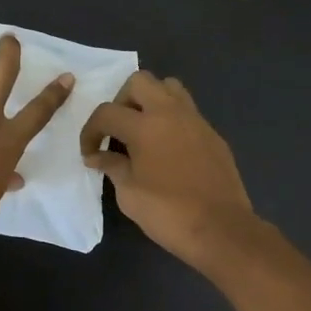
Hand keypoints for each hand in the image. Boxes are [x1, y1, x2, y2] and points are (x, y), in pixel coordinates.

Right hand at [81, 70, 255, 266]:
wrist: (220, 229)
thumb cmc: (167, 213)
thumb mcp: (129, 193)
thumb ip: (112, 166)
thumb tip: (97, 156)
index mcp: (145, 125)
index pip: (107, 112)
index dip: (90, 131)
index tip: (90, 153)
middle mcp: (171, 113)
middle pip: (140, 81)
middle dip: (121, 101)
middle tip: (117, 130)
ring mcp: (196, 121)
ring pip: (169, 88)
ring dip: (150, 101)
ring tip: (143, 131)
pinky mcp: (213, 135)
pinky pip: (187, 112)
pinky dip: (171, 120)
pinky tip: (167, 150)